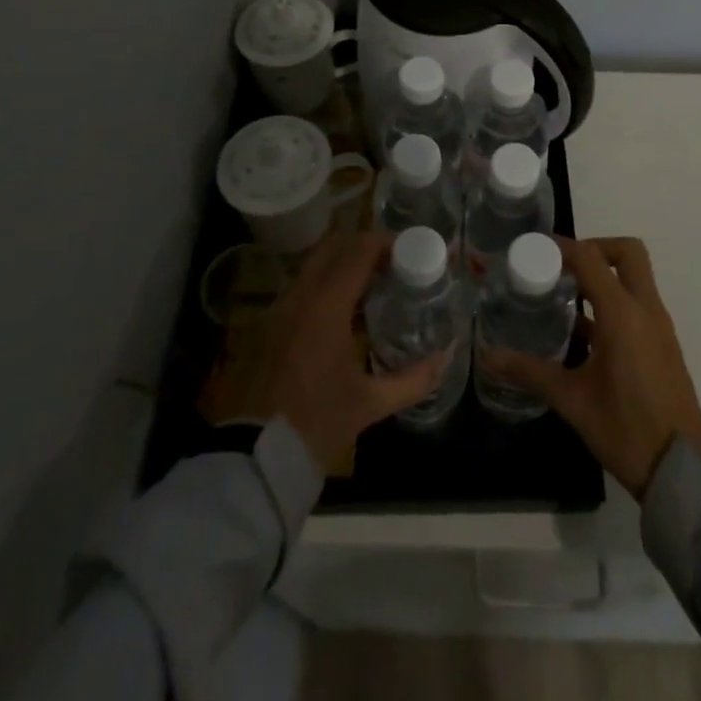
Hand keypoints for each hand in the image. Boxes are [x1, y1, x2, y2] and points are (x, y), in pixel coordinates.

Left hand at [214, 231, 449, 472]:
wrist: (255, 458)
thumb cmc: (317, 424)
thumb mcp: (370, 403)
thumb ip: (413, 379)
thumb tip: (445, 358)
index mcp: (325, 307)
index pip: (358, 251)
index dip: (386, 242)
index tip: (409, 249)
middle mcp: (299, 296)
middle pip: (333, 247)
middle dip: (364, 246)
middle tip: (392, 262)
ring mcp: (278, 308)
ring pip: (314, 265)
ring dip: (343, 264)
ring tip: (372, 284)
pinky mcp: (268, 324)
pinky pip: (301, 287)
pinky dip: (325, 284)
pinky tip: (344, 312)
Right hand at [480, 236, 700, 499]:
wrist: (683, 471)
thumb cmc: (626, 430)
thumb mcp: (572, 401)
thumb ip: (530, 372)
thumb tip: (489, 357)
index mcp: (623, 315)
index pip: (591, 258)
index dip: (563, 246)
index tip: (536, 248)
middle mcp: (646, 310)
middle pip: (627, 252)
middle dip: (594, 248)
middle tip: (563, 266)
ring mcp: (659, 326)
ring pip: (635, 277)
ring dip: (604, 275)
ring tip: (566, 295)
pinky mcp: (664, 344)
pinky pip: (639, 303)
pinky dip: (614, 300)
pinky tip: (585, 332)